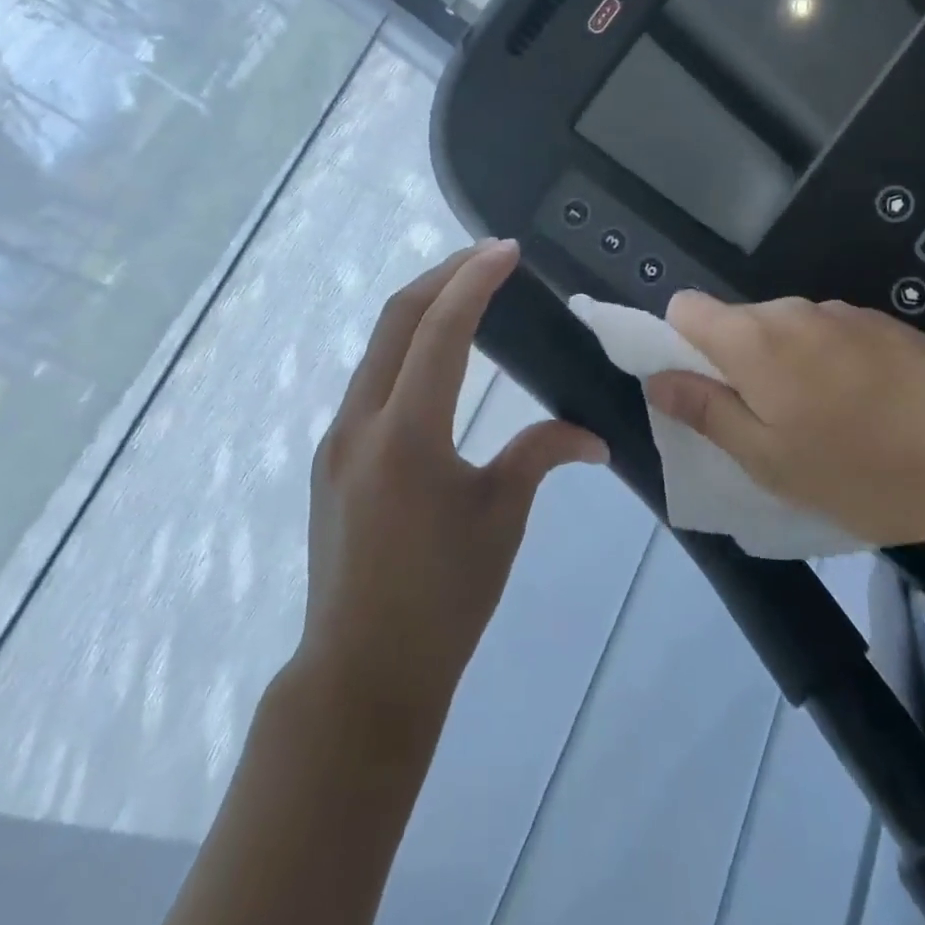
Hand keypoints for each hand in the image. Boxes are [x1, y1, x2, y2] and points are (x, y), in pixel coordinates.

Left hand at [297, 241, 607, 720]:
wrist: (361, 674)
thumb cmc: (443, 599)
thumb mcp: (501, 518)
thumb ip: (541, 456)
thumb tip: (593, 435)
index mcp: (406, 434)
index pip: (441, 330)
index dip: (475, 281)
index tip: (507, 250)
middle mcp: (360, 423)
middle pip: (396, 320)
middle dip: (443, 276)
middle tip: (489, 256)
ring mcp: (337, 440)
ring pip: (378, 348)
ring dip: (421, 311)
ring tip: (468, 295)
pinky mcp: (332, 460)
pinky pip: (371, 382)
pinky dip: (406, 351)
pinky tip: (437, 361)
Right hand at [645, 293, 924, 546]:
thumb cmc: (864, 468)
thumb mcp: (769, 460)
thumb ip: (706, 413)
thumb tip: (658, 379)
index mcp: (753, 339)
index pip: (684, 308)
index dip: (679, 345)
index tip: (702, 393)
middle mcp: (790, 310)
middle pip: (734, 323)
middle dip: (734, 367)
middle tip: (765, 428)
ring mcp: (840, 312)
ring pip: (782, 332)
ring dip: (781, 368)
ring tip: (820, 425)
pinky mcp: (879, 323)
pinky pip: (825, 337)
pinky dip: (823, 366)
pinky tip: (864, 410)